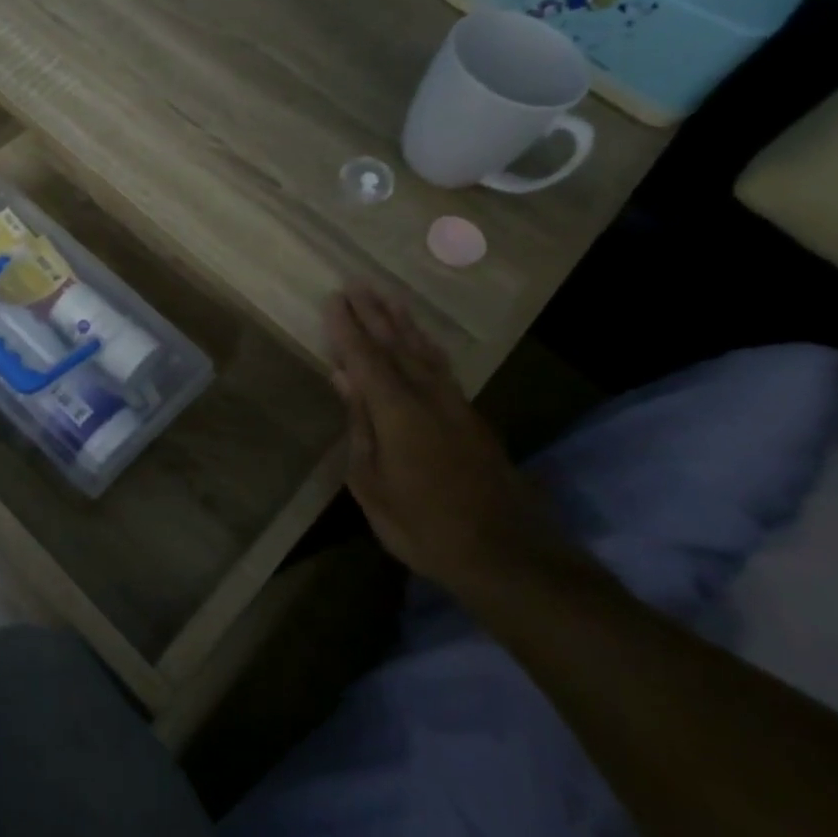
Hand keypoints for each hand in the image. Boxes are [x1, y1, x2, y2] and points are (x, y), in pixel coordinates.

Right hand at [324, 284, 566, 594]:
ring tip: (389, 297)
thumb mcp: (372, 483)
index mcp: (397, 411)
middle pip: (396, 345)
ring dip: (404, 323)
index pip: (365, 358)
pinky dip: (427, 346)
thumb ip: (359, 425)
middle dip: (374, 314)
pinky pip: (442, 367)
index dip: (347, 328)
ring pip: (424, 352)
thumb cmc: (422, 524)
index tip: (333, 299)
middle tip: (357, 283)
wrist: (504, 553)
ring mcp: (454, 405)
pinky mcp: (471, 418)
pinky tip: (423, 342)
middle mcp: (427, 397)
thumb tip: (344, 379)